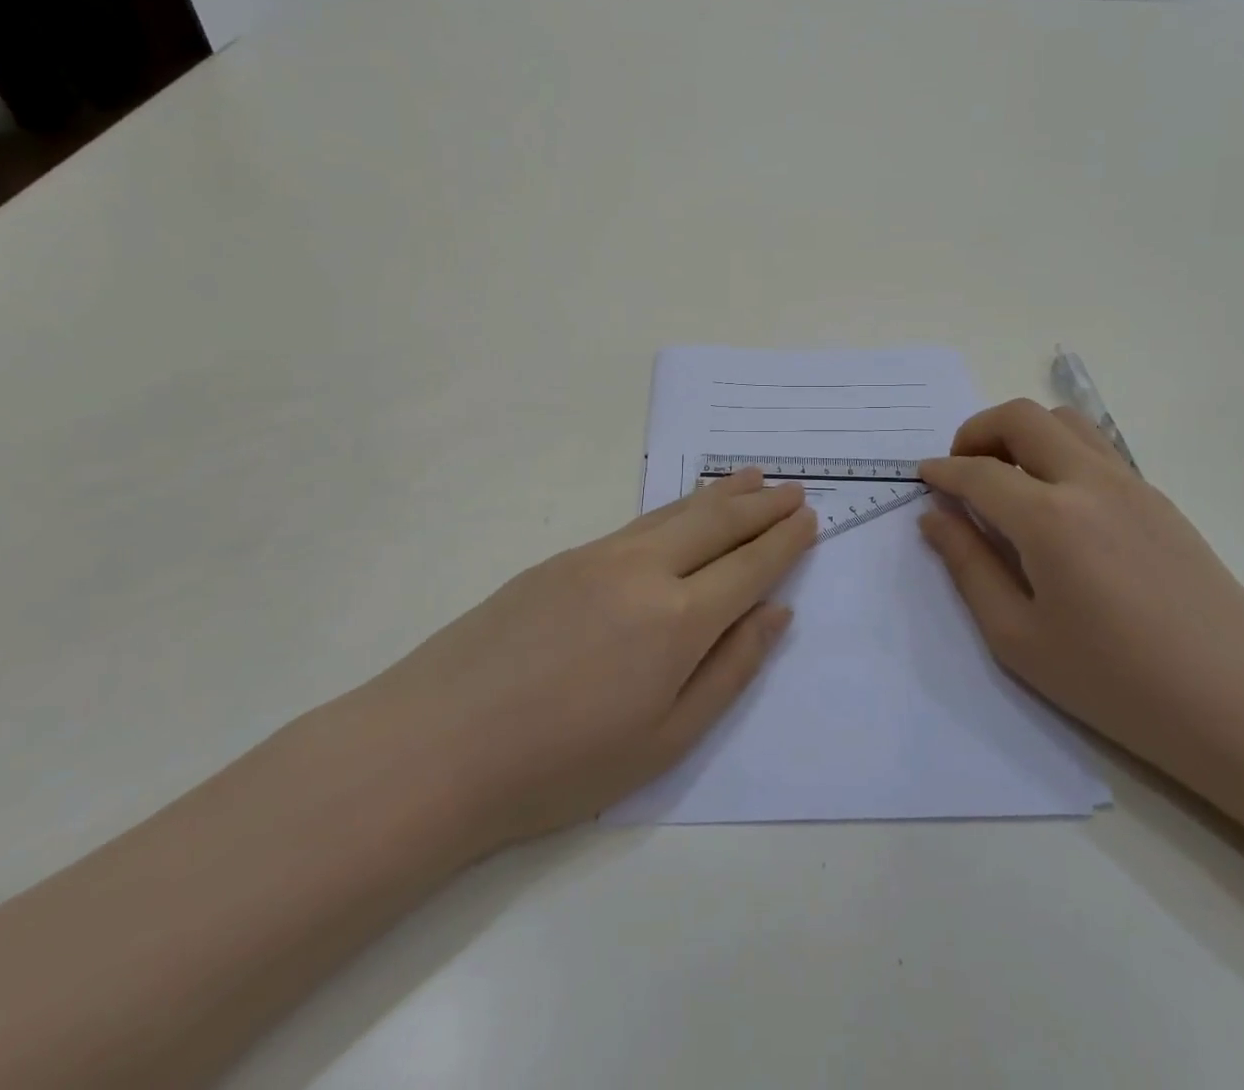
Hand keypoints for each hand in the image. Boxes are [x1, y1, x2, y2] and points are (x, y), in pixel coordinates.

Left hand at [350, 468, 814, 853]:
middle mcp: (643, 571)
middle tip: (793, 489)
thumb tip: (776, 613)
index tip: (809, 520)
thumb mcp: (664, 741)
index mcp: (677, 620)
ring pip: (675, 512)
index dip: (783, 542)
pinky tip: (682, 508)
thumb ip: (729, 670)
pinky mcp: (562, 559)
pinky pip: (637, 523)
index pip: (748, 566)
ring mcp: (598, 556)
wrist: (435, 747)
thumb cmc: (559, 766)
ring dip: (720, 494)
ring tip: (752, 477)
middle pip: (717, 523)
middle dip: (761, 505)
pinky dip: (675, 508)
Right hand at [918, 399, 1243, 778]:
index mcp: (1049, 518)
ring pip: (1064, 420)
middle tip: (960, 469)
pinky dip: (1058, 450)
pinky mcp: (1159, 498)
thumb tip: (935, 519)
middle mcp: (1089, 482)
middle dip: (977, 431)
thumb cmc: (1117, 684)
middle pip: (1021, 418)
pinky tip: (1055, 501)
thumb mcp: (1019, 639)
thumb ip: (969, 568)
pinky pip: (1096, 448)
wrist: (1242, 704)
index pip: (978, 472)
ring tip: (1005, 476)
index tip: (922, 477)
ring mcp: (1131, 484)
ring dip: (1021, 432)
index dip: (942, 470)